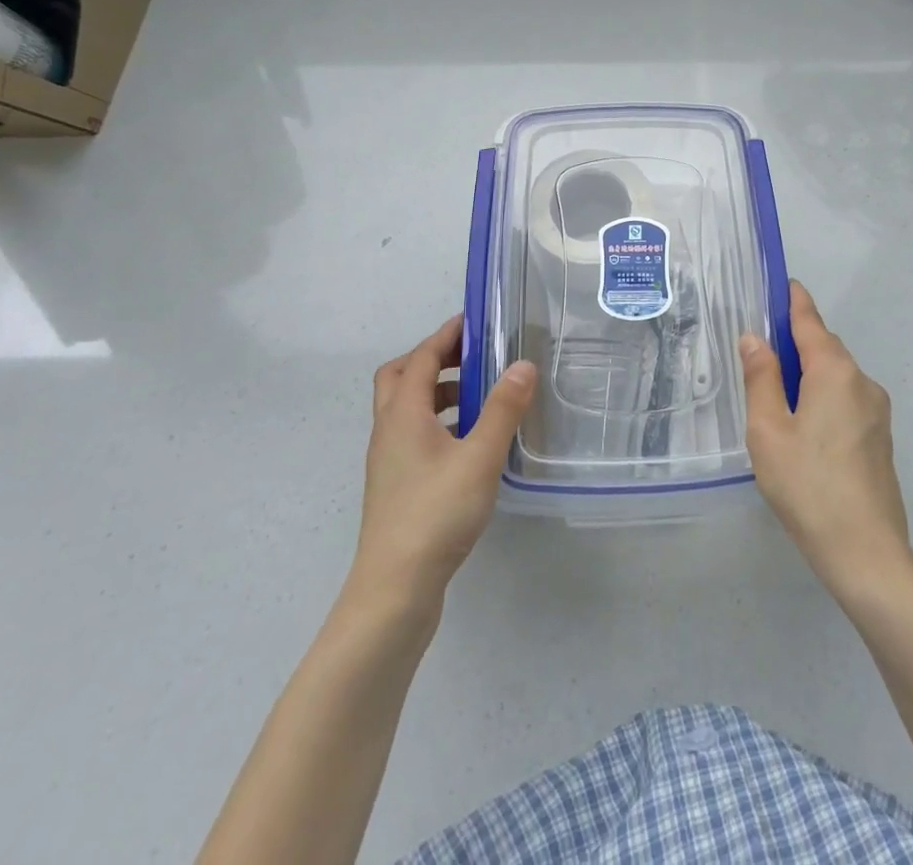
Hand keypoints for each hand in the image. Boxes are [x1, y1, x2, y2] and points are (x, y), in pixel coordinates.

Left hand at [349, 316, 537, 609]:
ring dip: (436, 392)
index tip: (474, 320)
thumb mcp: (480, 457)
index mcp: (403, 414)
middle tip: (471, 357)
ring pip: (406, 408)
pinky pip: (413, 435)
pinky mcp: (395, 486)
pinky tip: (468, 443)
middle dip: (433, 359)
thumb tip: (523, 364)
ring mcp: (388, 460)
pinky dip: (437, 423)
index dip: (446, 335)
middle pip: (400, 377)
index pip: (421, 358)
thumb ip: (503, 409)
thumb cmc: (436, 514)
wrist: (394, 591)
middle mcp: (389, 430)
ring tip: (478, 398)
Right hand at [740, 281, 911, 597]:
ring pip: (837, 377)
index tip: (783, 283)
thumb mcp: (768, 430)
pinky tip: (804, 428)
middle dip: (796, 342)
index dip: (794, 301)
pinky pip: (847, 401)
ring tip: (777, 398)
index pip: (810, 321)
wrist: (867, 553)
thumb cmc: (808, 485)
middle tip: (762, 351)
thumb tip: (755, 338)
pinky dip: (824, 397)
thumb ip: (761, 378)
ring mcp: (878, 412)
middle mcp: (862, 382)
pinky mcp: (881, 439)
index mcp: (835, 372)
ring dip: (809, 374)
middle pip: (825, 348)